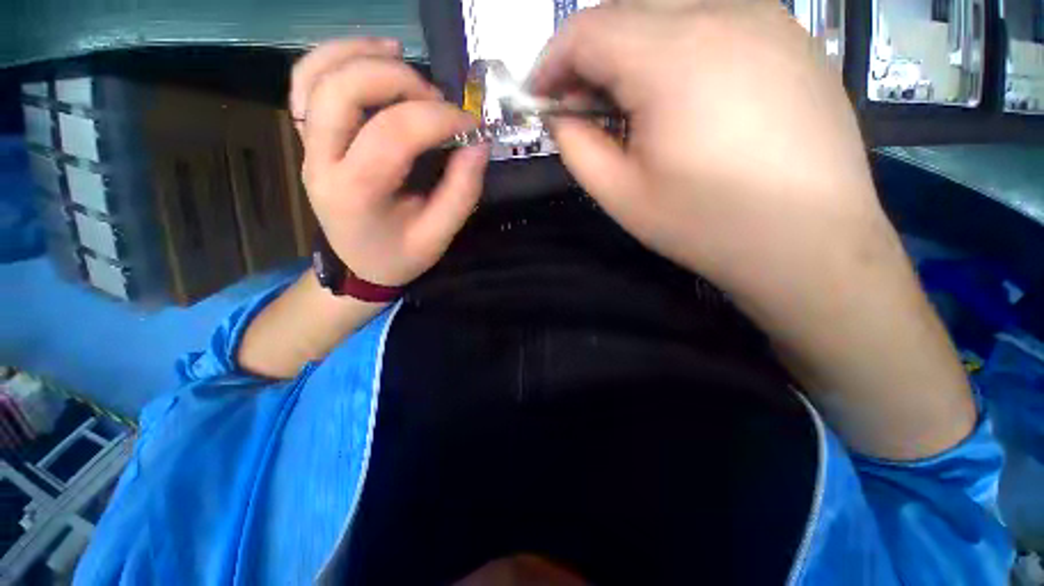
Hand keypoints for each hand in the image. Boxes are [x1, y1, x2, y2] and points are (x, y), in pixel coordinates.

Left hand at [293, 38, 488, 286]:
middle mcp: (321, 162)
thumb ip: (462, 192)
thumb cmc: (400, 256)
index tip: (470, 124)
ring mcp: (307, 146)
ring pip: (317, 75)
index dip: (438, 119)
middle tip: (437, 99)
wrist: (359, 265)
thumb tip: (479, 143)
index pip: (393, 134)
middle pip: (343, 90)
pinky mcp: (309, 138)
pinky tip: (371, 56)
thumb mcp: (439, 236)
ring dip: (363, 56)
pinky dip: (336, 57)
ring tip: (405, 59)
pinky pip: (306, 81)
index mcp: (357, 193)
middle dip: (399, 81)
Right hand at [530, 1, 885, 300]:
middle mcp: (723, 12)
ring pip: (669, 13)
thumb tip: (560, 116)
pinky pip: (712, 23)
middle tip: (579, 106)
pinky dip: (674, 50)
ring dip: (630, 53)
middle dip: (588, 57)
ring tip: (625, 106)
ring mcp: (767, 18)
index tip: (538, 97)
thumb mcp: (620, 195)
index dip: (550, 61)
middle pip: (626, 12)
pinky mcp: (791, 37)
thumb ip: (577, 148)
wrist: (810, 243)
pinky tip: (677, 98)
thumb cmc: (705, 225)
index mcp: (674, 56)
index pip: (588, 30)